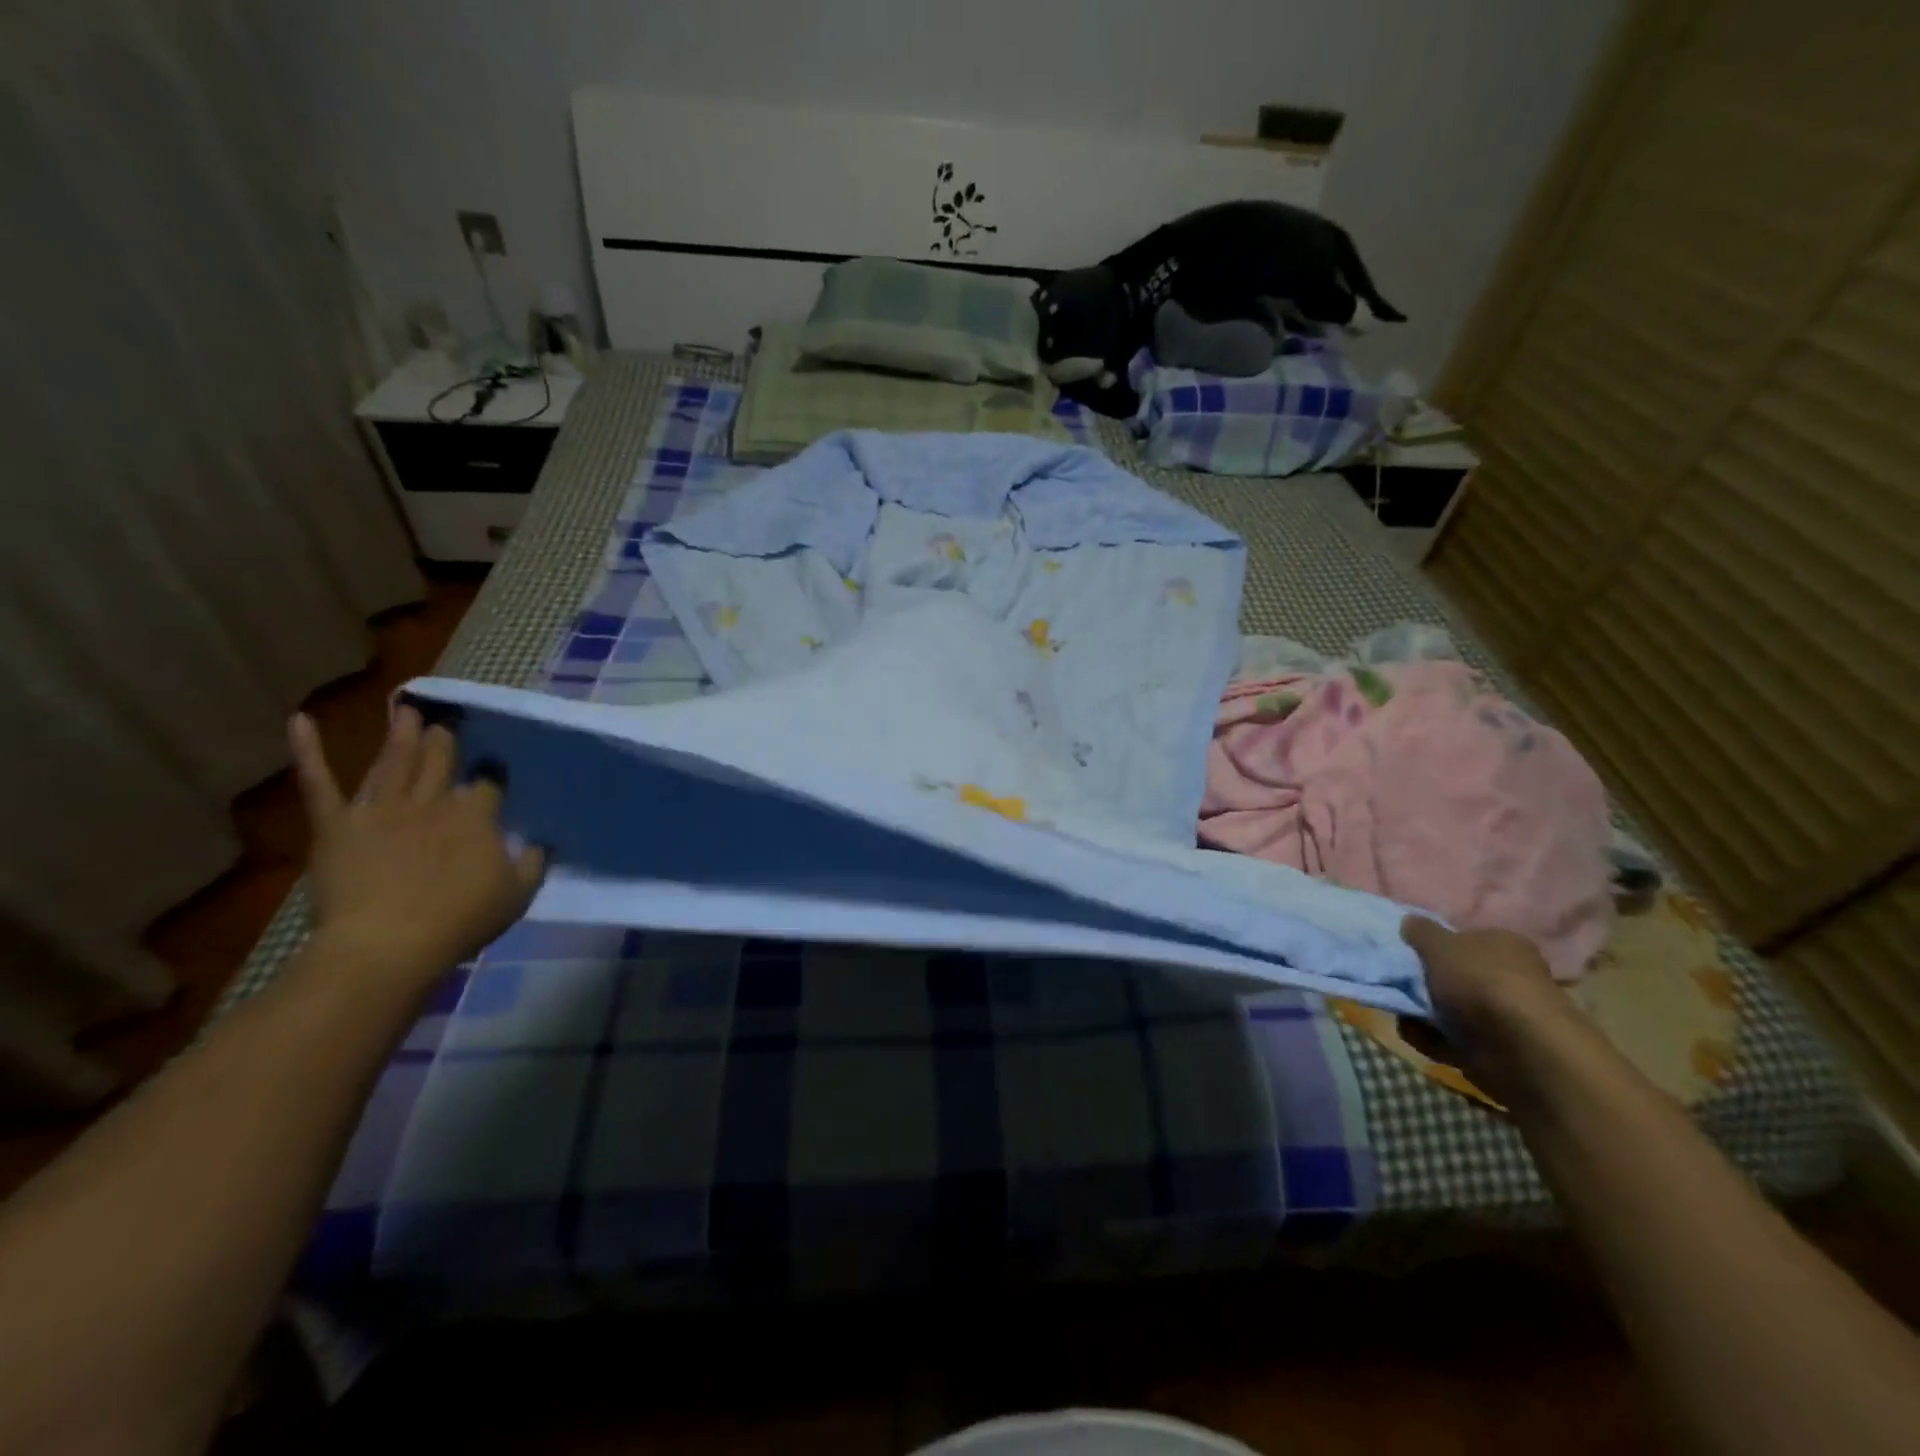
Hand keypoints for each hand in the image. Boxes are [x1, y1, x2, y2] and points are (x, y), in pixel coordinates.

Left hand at [289, 707, 544, 988]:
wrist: (387, 944)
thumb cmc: (460, 921)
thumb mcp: (516, 895)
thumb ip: (532, 863)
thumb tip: (540, 843)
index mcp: (476, 816)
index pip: (488, 784)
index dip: (491, 775)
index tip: (494, 769)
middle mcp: (432, 801)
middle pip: (440, 762)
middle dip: (444, 741)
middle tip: (445, 724)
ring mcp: (381, 808)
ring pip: (393, 762)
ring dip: (400, 734)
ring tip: (405, 709)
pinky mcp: (337, 823)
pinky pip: (319, 783)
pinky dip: (308, 751)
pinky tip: (300, 720)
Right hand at [1401, 916, 1572, 1097]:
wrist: (1520, 1048)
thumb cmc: (1480, 981)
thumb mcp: (1439, 944)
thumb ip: (1419, 931)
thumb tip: (1409, 921)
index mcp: (1503, 945)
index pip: (1464, 939)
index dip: (1434, 945)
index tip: (1408, 953)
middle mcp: (1507, 977)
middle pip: (1452, 976)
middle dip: (1423, 984)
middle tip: (1400, 985)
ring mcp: (1502, 1016)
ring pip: (1447, 1009)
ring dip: (1422, 1014)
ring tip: (1408, 1016)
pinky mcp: (1493, 1050)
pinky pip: (1450, 1040)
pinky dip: (1433, 1040)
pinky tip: (1423, 1037)